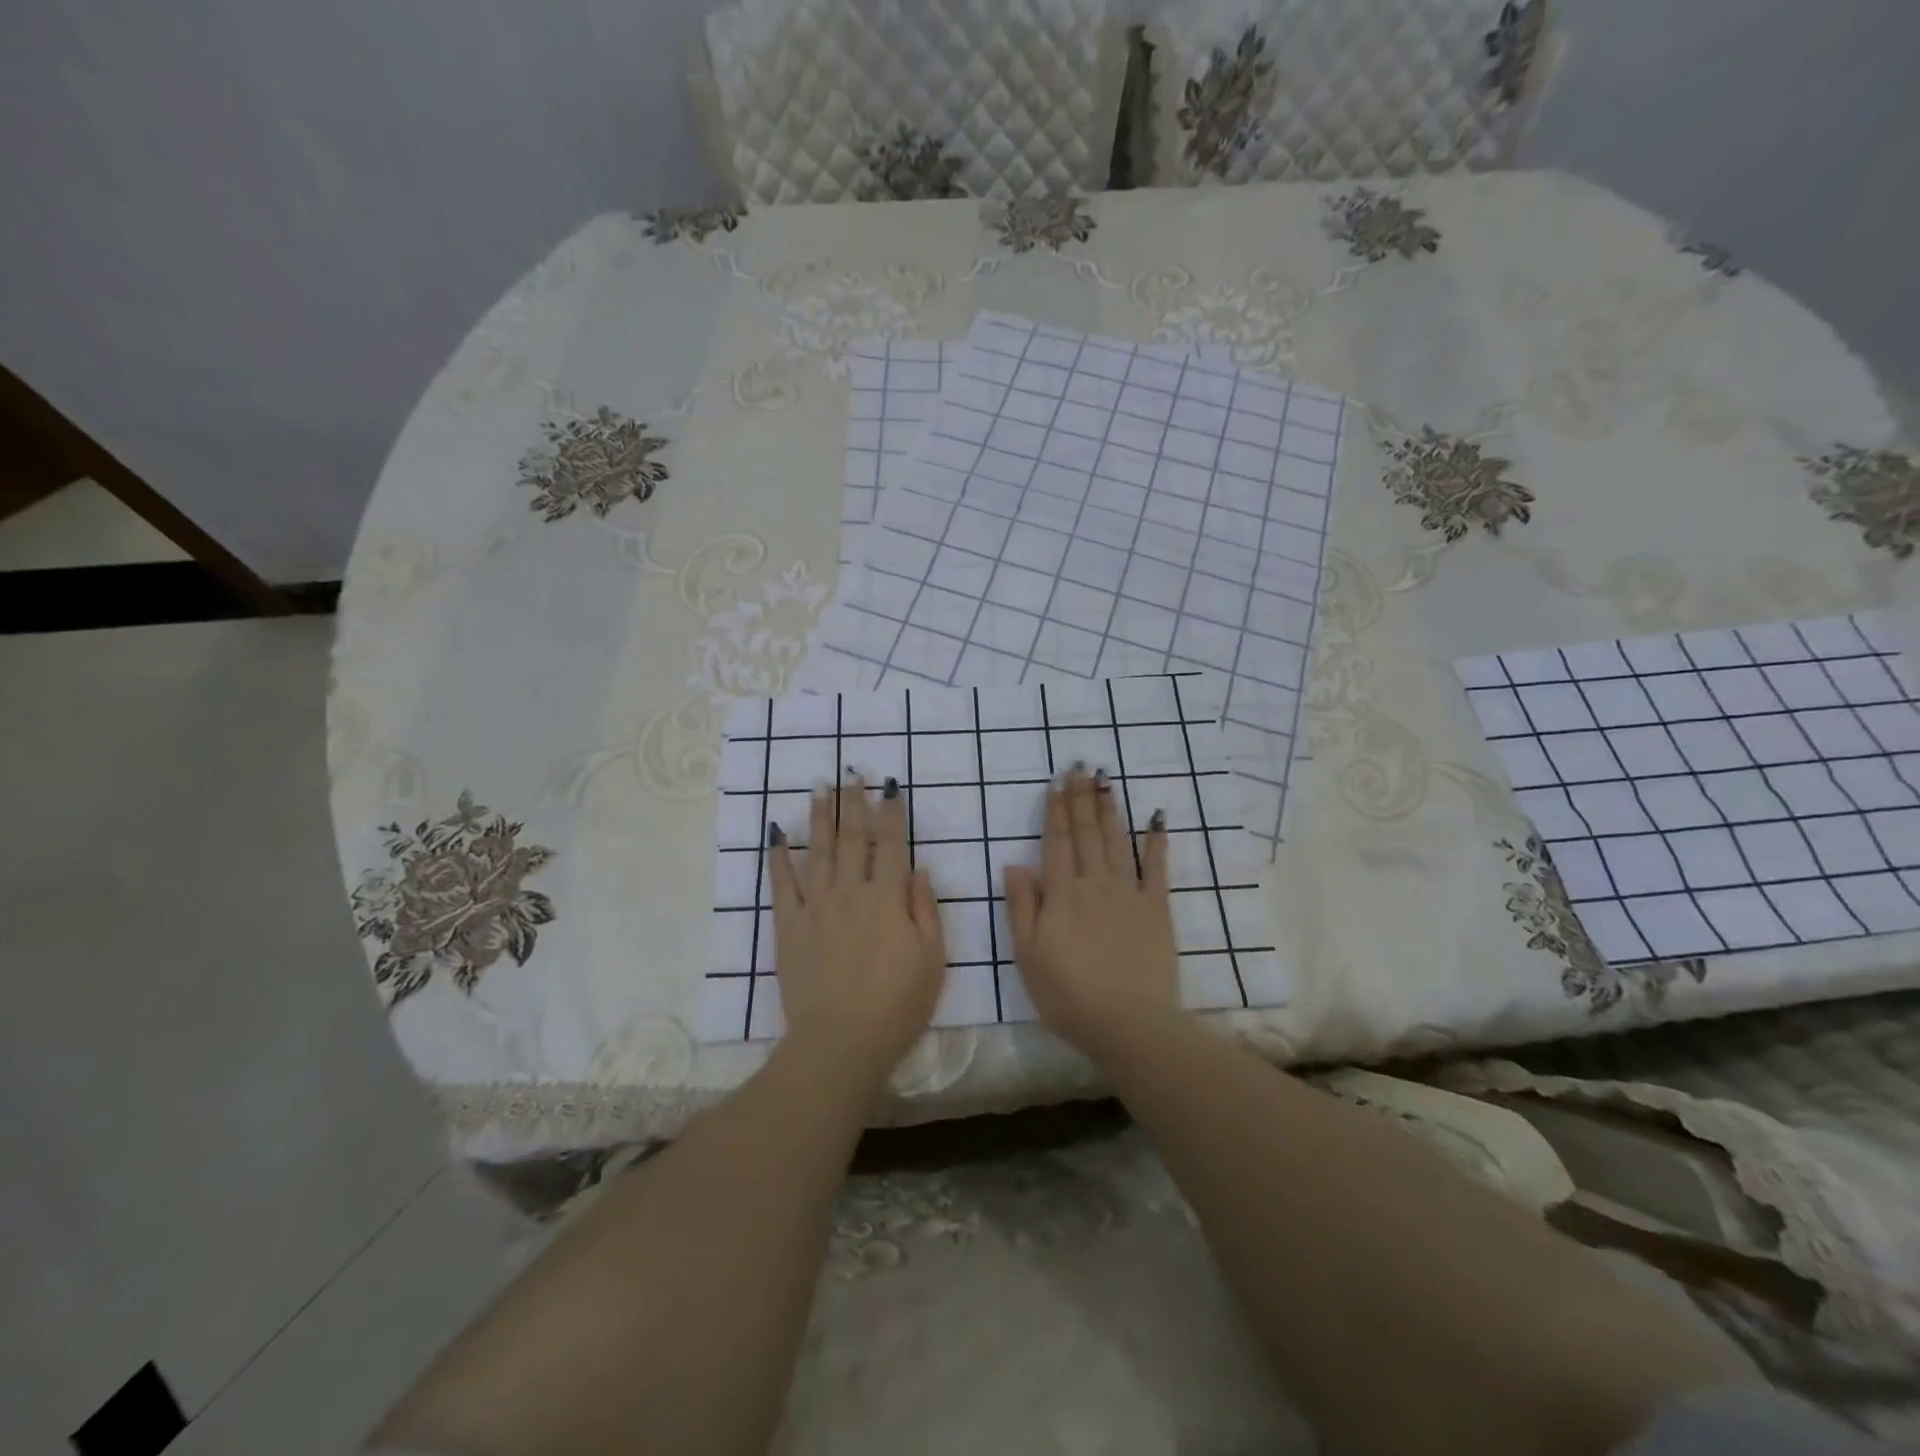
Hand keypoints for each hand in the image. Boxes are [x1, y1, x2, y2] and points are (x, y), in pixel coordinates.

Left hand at [768, 775, 945, 1081]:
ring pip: (818, 852)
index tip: (888, 785)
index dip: (891, 812)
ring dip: (820, 818)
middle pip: (852, 838)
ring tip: (820, 789)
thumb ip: (925, 909)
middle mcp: (850, 892)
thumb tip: (917, 869)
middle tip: (849, 773)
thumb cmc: (897, 1005)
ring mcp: (816, 907)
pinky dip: (779, 858)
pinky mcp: (789, 927)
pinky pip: (782, 885)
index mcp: (887, 898)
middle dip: (853, 803)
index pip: (890, 844)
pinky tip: (777, 836)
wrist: (841, 1042)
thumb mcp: (932, 959)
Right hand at [1004, 767, 1181, 1058]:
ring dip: (1110, 809)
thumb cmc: (1068, 995)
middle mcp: (1095, 883)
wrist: (1128, 1023)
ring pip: (1117, 841)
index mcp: (1062, 894)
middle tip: (1081, 766)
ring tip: (1106, 780)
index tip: (1056, 782)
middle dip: (1081, 798)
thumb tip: (1015, 864)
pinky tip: (1157, 819)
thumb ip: (1022, 906)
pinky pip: (1157, 868)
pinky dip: (1157, 842)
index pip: (1056, 842)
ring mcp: (1129, 893)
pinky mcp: (1157, 909)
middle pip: (1087, 833)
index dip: (1055, 810)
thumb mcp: (1027, 955)